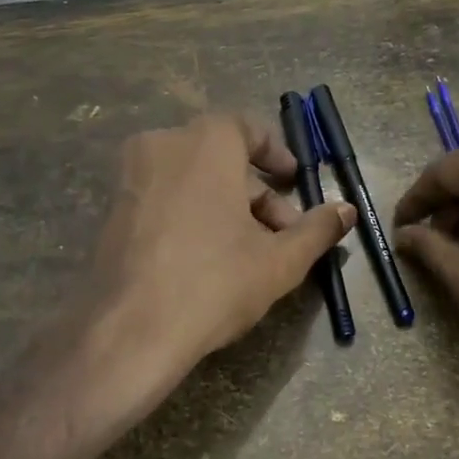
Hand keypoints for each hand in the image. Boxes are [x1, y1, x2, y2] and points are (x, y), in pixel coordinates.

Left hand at [89, 113, 354, 378]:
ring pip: (191, 180)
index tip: (295, 180)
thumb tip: (347, 210)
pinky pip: (162, 198)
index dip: (276, 153)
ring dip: (225, 206)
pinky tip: (207, 260)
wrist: (129, 331)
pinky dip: (190, 214)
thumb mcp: (280, 261)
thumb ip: (317, 229)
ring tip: (250, 253)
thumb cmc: (214, 282)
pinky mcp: (110, 211)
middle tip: (282, 235)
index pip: (246, 127)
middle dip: (257, 193)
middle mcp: (162, 146)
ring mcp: (130, 178)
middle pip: (220, 158)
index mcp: (204, 143)